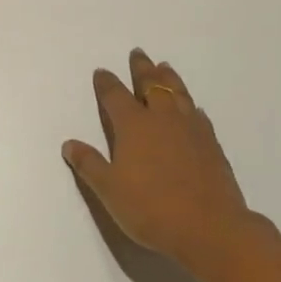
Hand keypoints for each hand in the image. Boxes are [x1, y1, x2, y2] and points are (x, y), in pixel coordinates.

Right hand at [63, 49, 260, 274]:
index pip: (115, 96)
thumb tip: (69, 143)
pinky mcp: (211, 143)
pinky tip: (192, 108)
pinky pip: (198, 114)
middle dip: (141, 68)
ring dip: (168, 78)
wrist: (209, 228)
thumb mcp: (109, 190)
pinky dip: (190, 105)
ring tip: (164, 66)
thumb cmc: (151, 208)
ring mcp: (190, 128)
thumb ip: (89, 164)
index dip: (106, 83)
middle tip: (138, 53)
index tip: (101, 72)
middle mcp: (162, 118)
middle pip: (150, 84)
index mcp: (133, 125)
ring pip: (177, 93)